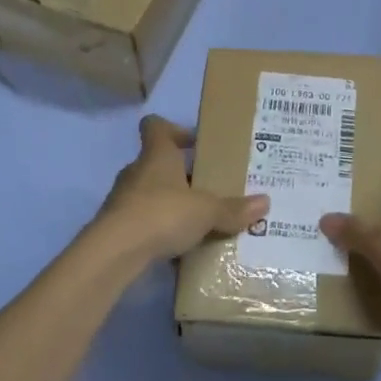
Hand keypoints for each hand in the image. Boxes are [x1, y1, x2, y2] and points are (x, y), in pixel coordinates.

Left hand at [83, 116, 267, 268]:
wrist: (115, 253)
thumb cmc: (162, 214)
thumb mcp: (206, 211)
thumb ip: (233, 208)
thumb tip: (265, 202)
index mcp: (157, 155)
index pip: (156, 127)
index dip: (174, 129)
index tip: (195, 143)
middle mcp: (137, 172)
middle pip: (158, 162)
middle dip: (182, 173)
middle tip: (210, 187)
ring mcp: (123, 200)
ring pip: (151, 193)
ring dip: (171, 203)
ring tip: (199, 220)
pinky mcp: (117, 228)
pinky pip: (144, 222)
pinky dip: (160, 231)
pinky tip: (180, 248)